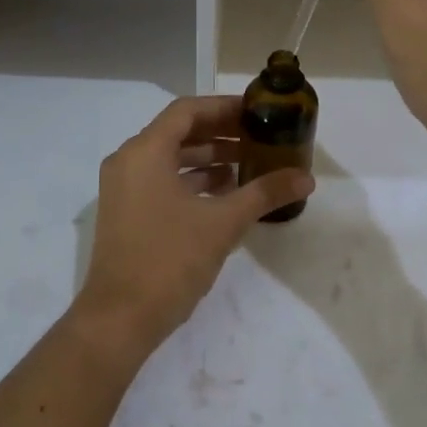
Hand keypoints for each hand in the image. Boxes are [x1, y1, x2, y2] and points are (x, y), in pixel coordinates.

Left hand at [73, 97, 313, 360]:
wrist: (120, 318)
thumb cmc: (170, 260)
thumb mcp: (223, 223)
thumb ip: (264, 193)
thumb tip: (306, 178)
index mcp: (145, 152)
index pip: (187, 111)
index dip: (224, 107)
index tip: (257, 112)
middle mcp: (128, 161)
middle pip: (178, 132)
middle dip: (220, 133)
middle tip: (259, 137)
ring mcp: (123, 189)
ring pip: (170, 159)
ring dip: (208, 158)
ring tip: (249, 165)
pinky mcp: (125, 213)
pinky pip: (161, 181)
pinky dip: (192, 181)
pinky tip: (225, 194)